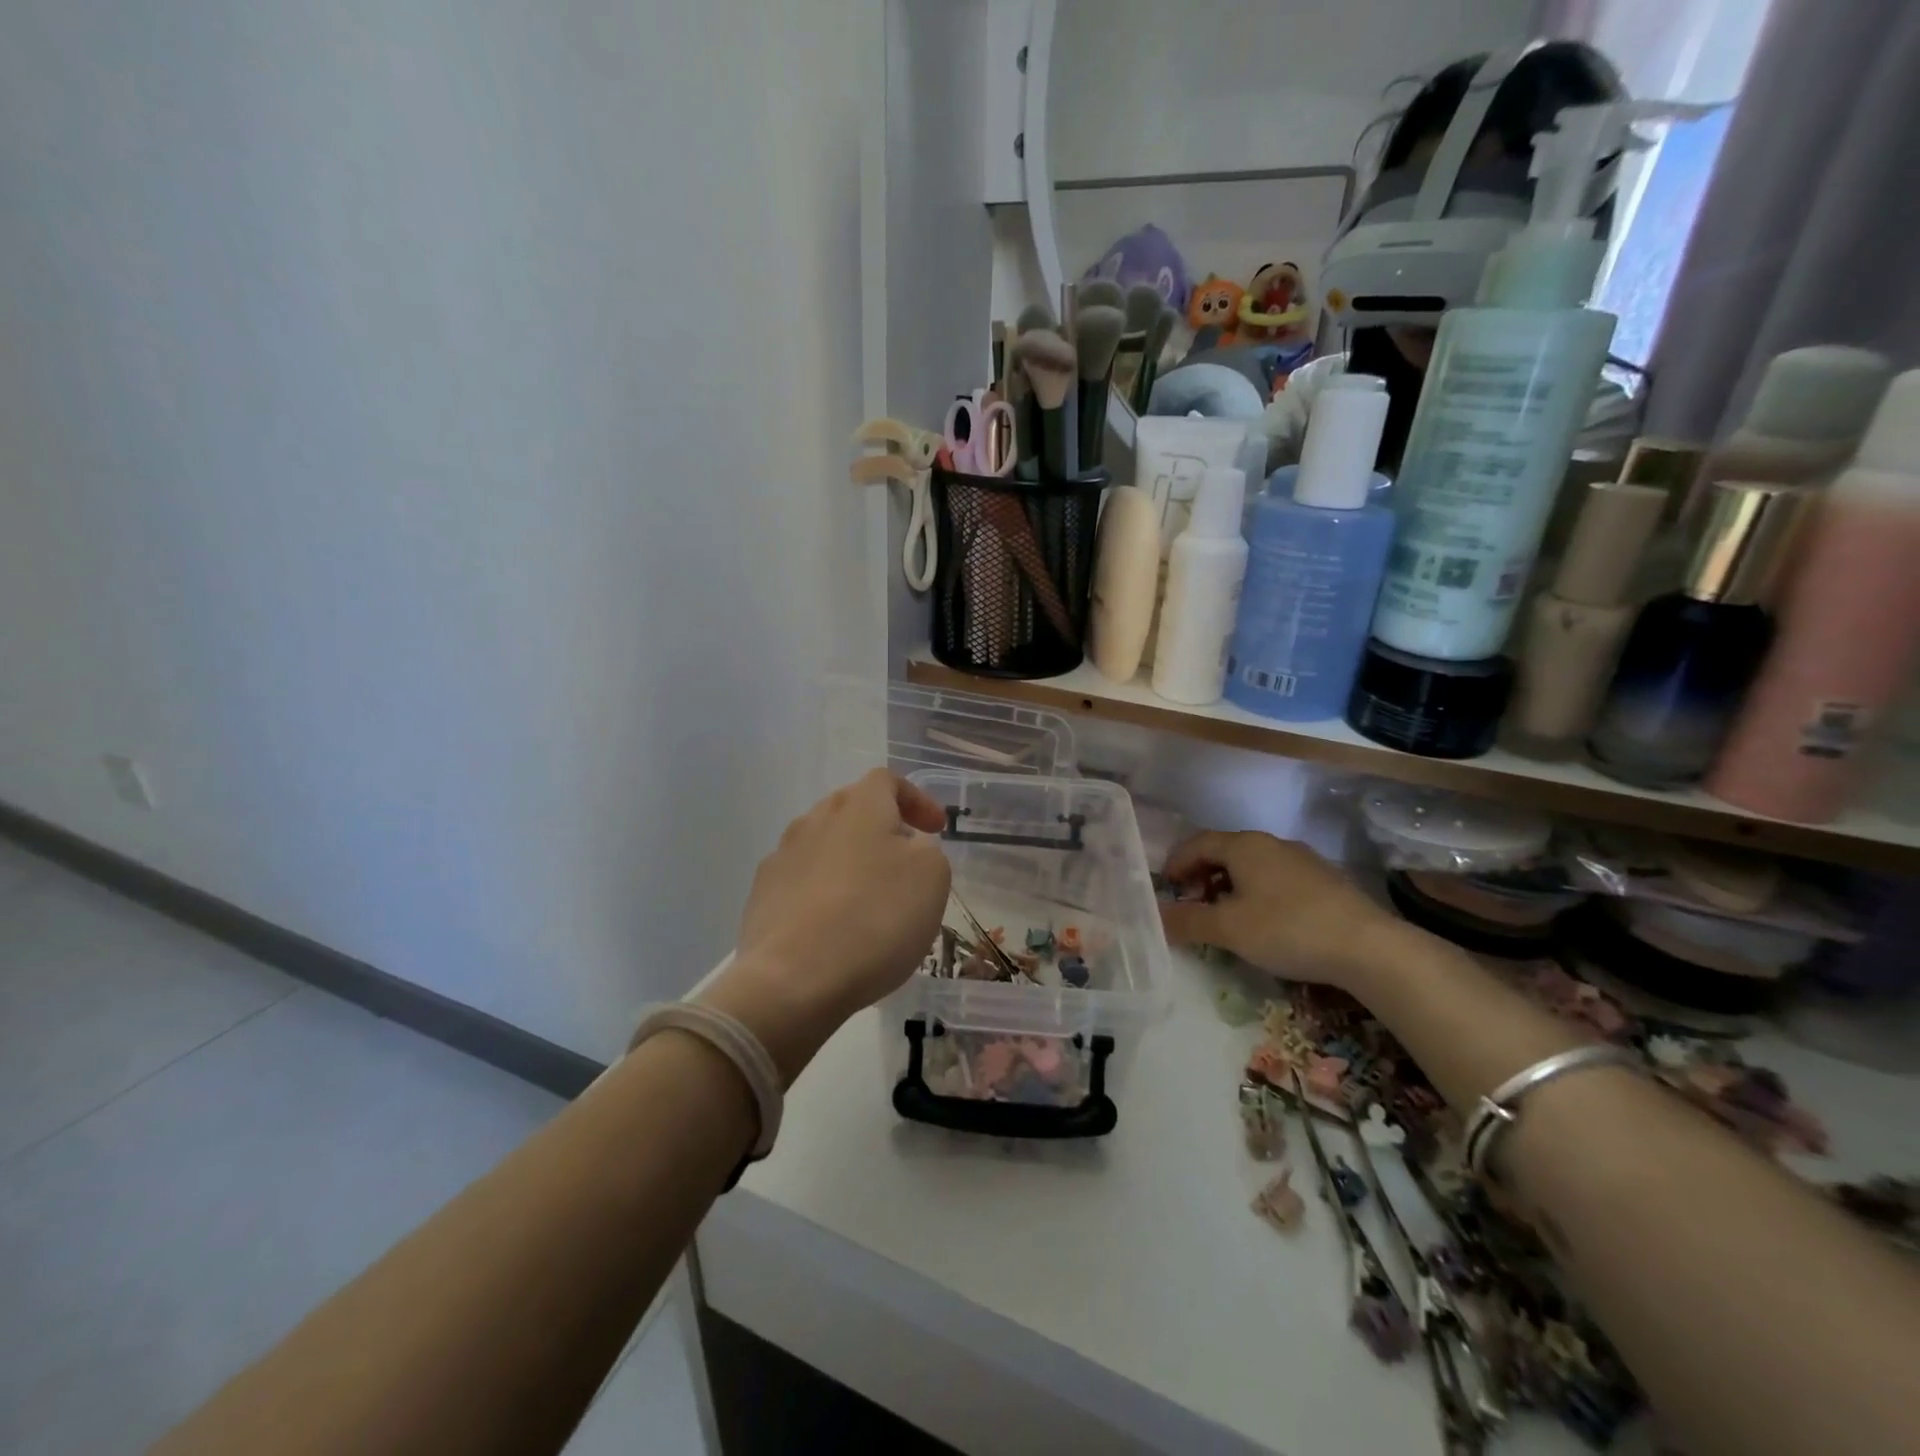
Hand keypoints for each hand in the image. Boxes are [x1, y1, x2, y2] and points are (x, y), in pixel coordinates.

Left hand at [703, 770, 951, 1083]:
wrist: (793, 979)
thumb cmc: (876, 918)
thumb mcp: (932, 878)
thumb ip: (927, 850)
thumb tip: (907, 847)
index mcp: (859, 806)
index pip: (887, 780)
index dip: (916, 799)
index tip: (936, 829)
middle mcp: (815, 819)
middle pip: (851, 808)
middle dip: (881, 827)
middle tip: (904, 859)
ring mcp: (782, 856)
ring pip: (824, 843)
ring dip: (850, 860)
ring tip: (869, 897)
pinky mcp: (762, 895)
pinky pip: (801, 880)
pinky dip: (823, 892)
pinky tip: (834, 925)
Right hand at [1160, 830, 1391, 987]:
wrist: (1369, 947)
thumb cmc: (1288, 928)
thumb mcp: (1229, 928)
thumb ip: (1188, 920)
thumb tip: (1156, 917)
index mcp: (1244, 845)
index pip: (1197, 843)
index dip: (1176, 863)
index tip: (1165, 888)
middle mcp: (1272, 843)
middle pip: (1225, 851)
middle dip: (1202, 876)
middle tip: (1191, 904)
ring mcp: (1302, 860)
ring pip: (1252, 866)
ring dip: (1229, 886)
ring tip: (1224, 917)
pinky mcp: (1325, 881)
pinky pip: (1276, 879)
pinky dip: (1257, 893)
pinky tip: (1263, 922)